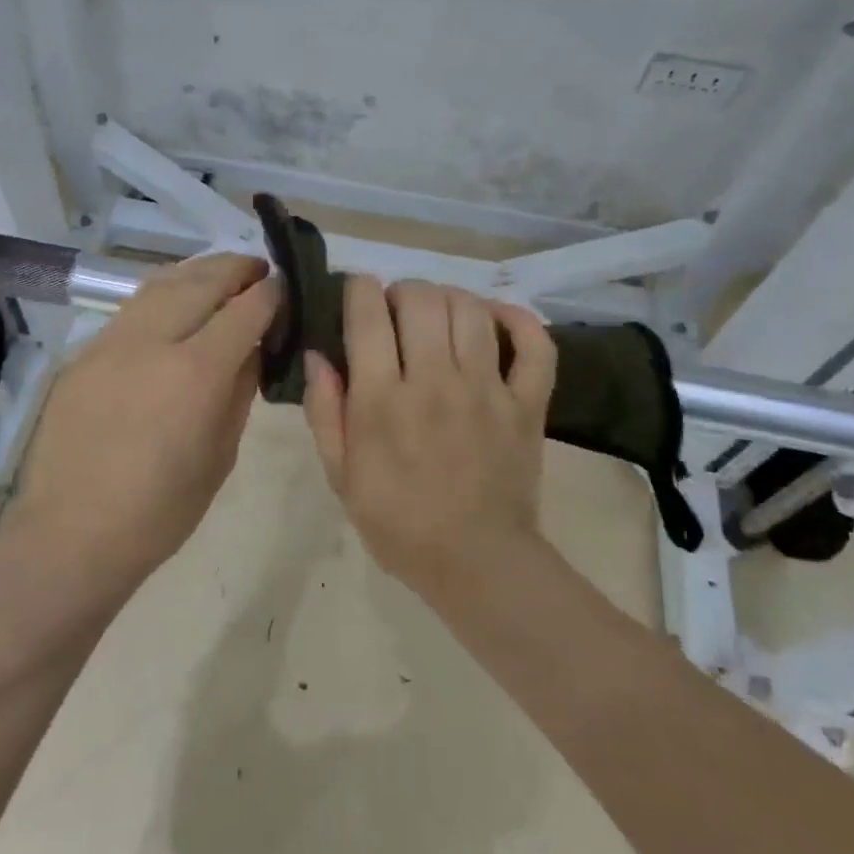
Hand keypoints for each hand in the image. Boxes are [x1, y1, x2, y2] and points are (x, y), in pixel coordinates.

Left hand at [11, 252, 277, 581]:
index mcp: (196, 373)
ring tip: (219, 276)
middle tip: (258, 269)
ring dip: (197, 273)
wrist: (74, 533)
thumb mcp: (220, 455)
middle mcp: (153, 342)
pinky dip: (162, 295)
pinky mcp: (85, 353)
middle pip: (202, 281)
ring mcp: (111, 342)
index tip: (285, 286)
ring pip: (161, 284)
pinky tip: (173, 305)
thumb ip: (239, 391)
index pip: (245, 310)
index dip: (271, 293)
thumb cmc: (161, 511)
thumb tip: (251, 349)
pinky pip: (132, 309)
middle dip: (236, 269)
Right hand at [303, 277, 556, 593]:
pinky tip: (496, 318)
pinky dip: (518, 320)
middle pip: (421, 300)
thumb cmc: (397, 523)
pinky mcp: (527, 404)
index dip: (359, 290)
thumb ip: (324, 412)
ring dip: (448, 298)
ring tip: (437, 314)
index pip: (368, 315)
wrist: (476, 563)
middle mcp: (435, 382)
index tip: (357, 294)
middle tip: (395, 310)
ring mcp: (487, 390)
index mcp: (382, 400)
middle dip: (402, 290)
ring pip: (471, 310)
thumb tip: (318, 356)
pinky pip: (535, 346)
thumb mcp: (341, 475)